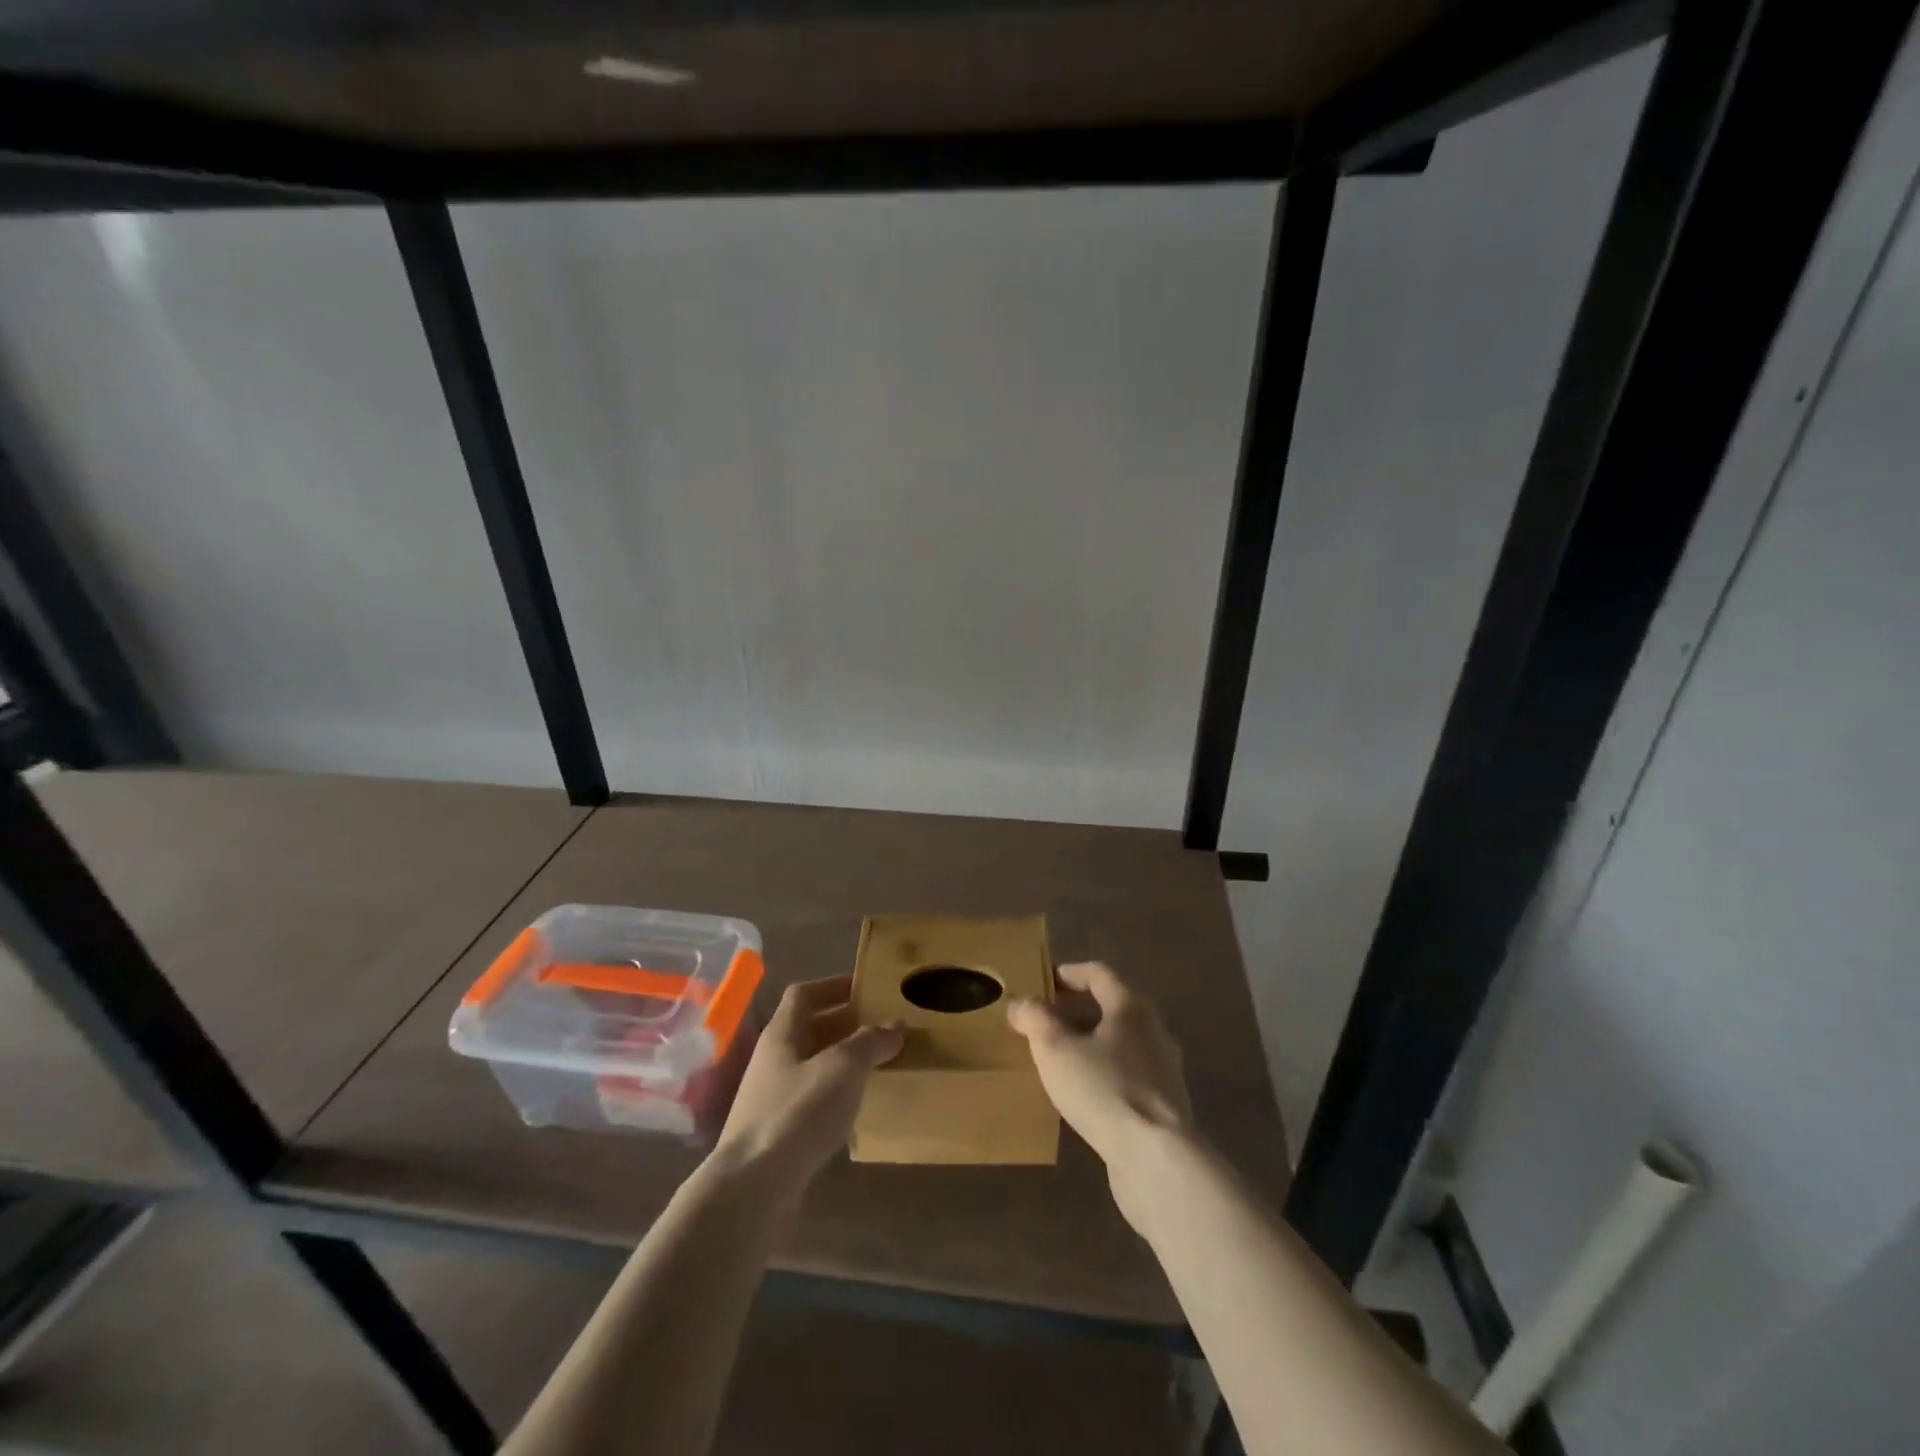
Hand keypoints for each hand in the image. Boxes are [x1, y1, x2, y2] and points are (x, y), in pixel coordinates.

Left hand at [714, 975, 902, 1200]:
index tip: (867, 989)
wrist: (752, 1188)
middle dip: (845, 1025)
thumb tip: (895, 1024)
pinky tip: (857, 1108)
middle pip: (809, 1029)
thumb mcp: (843, 1068)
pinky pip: (811, 1099)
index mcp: (782, 1033)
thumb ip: (870, 1042)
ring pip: (812, 1066)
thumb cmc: (797, 1112)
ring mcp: (771, 1097)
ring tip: (878, 1065)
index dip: (834, 986)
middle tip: (882, 1027)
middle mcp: (773, 1059)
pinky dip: (836, 1095)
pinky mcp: (777, 1133)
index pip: (804, 994)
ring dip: (843, 1061)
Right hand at [1008, 962, 1194, 1224]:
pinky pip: (1128, 1074)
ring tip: (1058, 1059)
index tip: (1043, 982)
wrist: (1156, 1158)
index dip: (1068, 974)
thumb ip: (1034, 1019)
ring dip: (1089, 1044)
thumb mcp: (1055, 1049)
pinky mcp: (1165, 1104)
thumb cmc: (1103, 1089)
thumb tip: (1021, 1003)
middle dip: (1075, 1011)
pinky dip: (1104, 1072)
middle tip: (1043, 1022)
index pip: (1098, 974)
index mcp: (1131, 1007)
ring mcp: (1164, 1069)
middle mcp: (1154, 1030)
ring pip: (1120, 1043)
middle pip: (1111, 1007)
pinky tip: (1083, 1094)